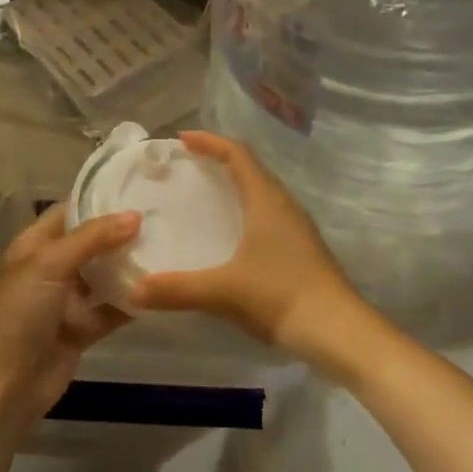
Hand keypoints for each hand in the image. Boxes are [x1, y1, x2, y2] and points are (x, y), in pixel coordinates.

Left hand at [0, 204, 140, 433]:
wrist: (1, 387)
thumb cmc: (18, 313)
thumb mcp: (50, 264)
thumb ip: (93, 238)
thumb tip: (135, 215)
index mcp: (34, 245)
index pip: (69, 213)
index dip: (99, 201)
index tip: (138, 191)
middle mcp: (50, 269)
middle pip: (91, 244)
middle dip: (121, 234)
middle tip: (163, 219)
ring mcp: (66, 301)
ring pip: (103, 277)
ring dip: (129, 267)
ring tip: (169, 247)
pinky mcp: (81, 331)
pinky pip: (110, 310)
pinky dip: (132, 302)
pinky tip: (162, 290)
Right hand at [129, 131, 369, 369]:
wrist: (339, 332)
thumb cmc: (281, 296)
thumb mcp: (224, 291)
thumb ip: (177, 289)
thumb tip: (133, 290)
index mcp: (266, 200)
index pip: (238, 155)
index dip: (210, 142)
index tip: (182, 139)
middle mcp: (284, 205)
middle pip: (251, 168)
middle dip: (219, 159)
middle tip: (187, 164)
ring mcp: (297, 227)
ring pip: (262, 192)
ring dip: (235, 184)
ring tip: (205, 194)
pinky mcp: (302, 249)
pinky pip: (268, 214)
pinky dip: (245, 209)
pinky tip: (231, 234)